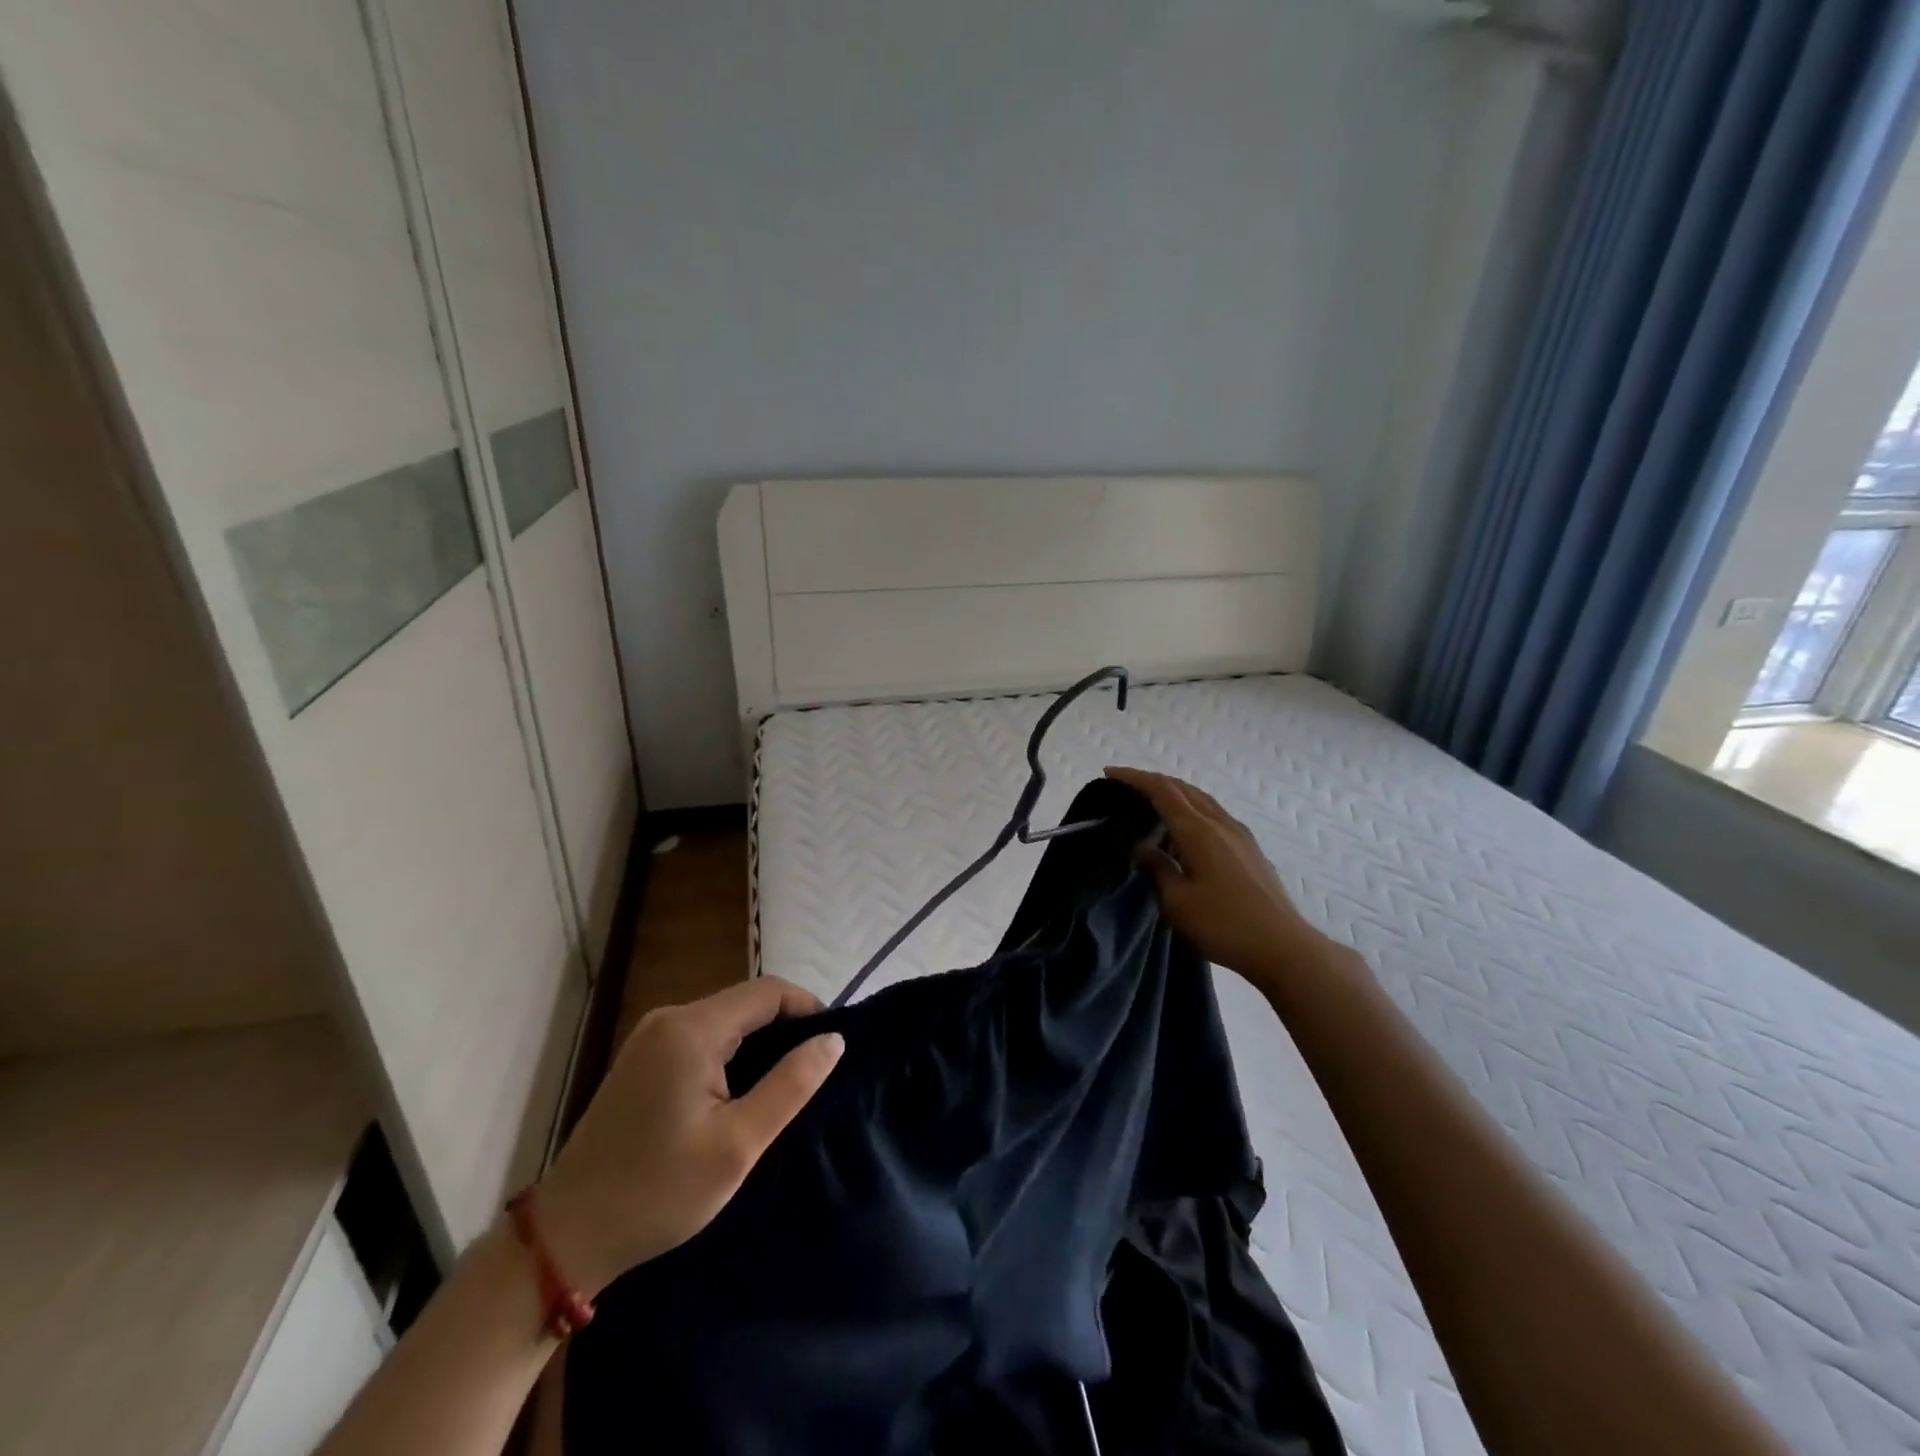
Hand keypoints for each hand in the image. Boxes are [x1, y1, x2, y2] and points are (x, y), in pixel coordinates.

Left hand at [535, 978, 842, 1293]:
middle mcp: (669, 1019)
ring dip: (757, 1044)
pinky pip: (700, 1039)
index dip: (808, 1009)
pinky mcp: (640, 1060)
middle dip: (784, 1028)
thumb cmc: (658, 1192)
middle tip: (810, 1075)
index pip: (769, 991)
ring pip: (724, 1021)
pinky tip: (737, 1094)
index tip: (831, 1047)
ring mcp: (649, 1038)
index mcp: (692, 1029)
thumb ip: (790, 1085)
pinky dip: (729, 1055)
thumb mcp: (738, 1144)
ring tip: (781, 1087)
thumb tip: (833, 1040)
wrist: (565, 1237)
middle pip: (745, 1003)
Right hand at [1106, 767, 1328, 989]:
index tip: (1109, 773)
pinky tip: (1186, 829)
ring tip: (1153, 802)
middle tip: (1126, 786)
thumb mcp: (1177, 902)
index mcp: (1198, 831)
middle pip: (1183, 788)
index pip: (1162, 790)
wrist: (1283, 947)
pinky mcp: (1250, 848)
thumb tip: (1143, 847)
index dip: (1134, 778)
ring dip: (1175, 793)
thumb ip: (1156, 868)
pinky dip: (1192, 808)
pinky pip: (1214, 813)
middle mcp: (1220, 823)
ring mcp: (1239, 834)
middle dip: (1153, 781)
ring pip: (1202, 799)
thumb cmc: (1223, 925)